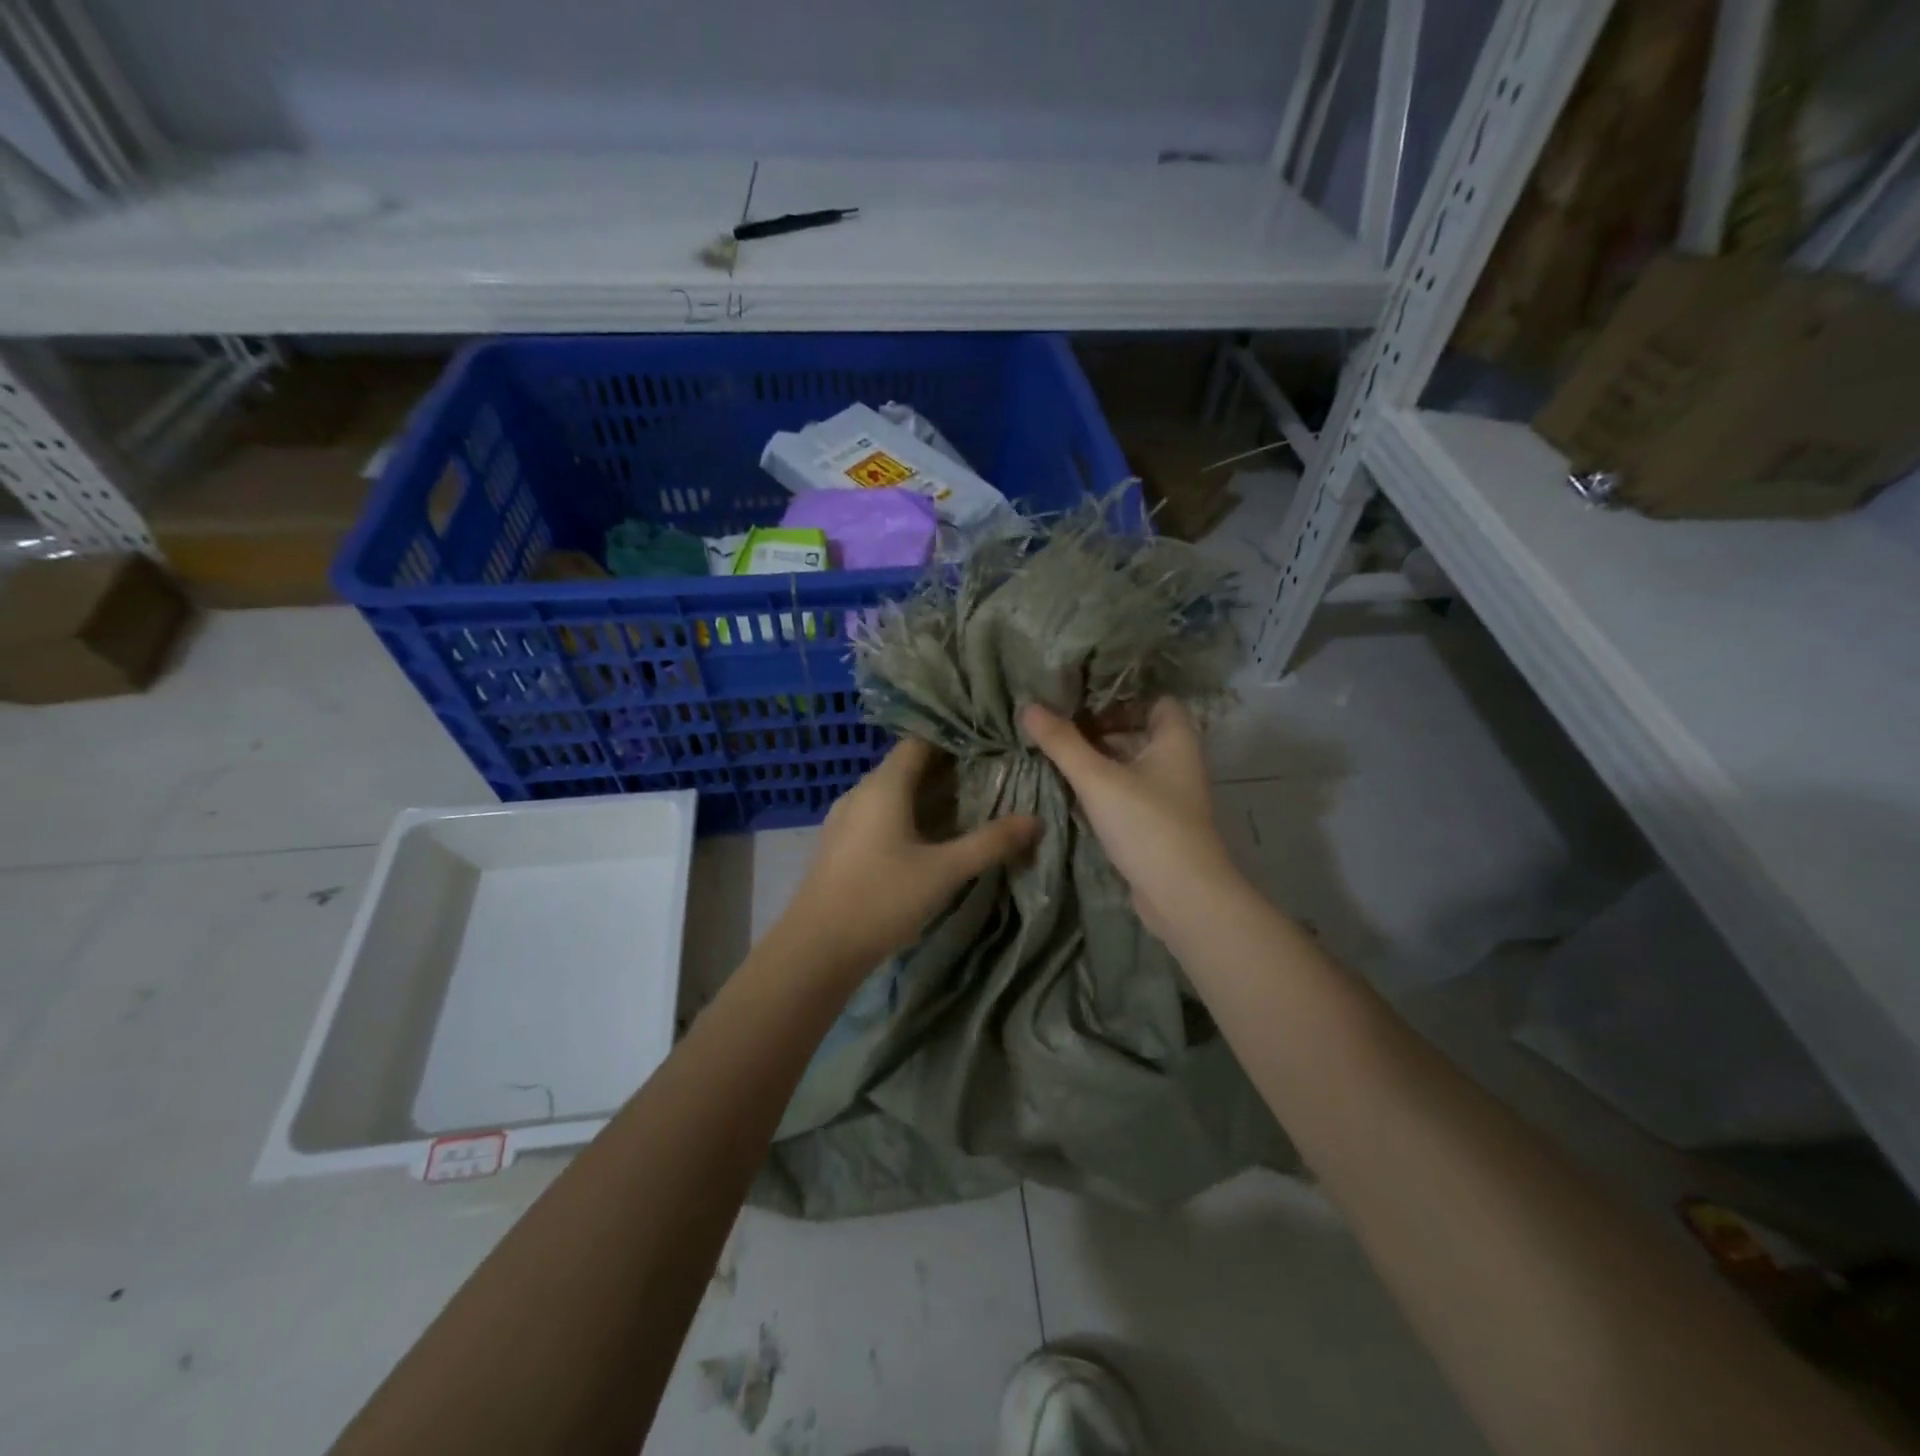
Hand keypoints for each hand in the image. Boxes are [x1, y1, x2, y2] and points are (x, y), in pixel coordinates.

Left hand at [776, 737, 1039, 978]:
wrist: (817, 948)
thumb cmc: (882, 898)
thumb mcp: (944, 871)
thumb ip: (991, 843)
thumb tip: (1035, 821)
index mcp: (884, 785)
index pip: (920, 742)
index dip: (954, 739)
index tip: (989, 743)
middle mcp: (861, 792)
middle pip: (907, 766)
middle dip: (948, 769)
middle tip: (990, 774)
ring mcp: (846, 819)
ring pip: (893, 793)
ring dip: (928, 795)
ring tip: (968, 804)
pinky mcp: (841, 844)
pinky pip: (880, 815)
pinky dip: (908, 816)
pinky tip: (930, 838)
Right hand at [1020, 700, 1237, 940]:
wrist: (1183, 895)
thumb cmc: (1146, 824)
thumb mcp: (1097, 779)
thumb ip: (1062, 743)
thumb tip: (1028, 706)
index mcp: (1175, 739)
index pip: (1155, 700)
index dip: (1122, 696)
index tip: (1083, 698)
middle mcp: (1178, 762)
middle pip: (1139, 731)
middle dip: (1101, 727)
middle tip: (1059, 724)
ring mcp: (1170, 795)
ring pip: (1132, 763)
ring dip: (1100, 758)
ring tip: (1058, 752)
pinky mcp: (1158, 823)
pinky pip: (1129, 791)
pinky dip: (1106, 786)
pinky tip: (1073, 788)